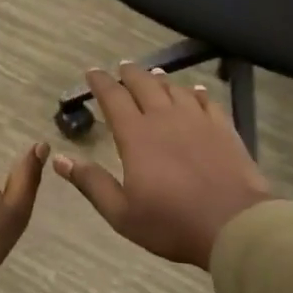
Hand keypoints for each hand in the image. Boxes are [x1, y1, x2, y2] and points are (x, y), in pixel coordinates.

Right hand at [55, 64, 274, 269]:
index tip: (92, 72)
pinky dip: (197, 92)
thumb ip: (91, 183)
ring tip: (153, 75)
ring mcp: (198, 120)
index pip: (114, 98)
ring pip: (175, 89)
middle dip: (129, 73)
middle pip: (144, 84)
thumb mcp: (121, 213)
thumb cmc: (171, 223)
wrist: (234, 225)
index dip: (101, 82)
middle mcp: (165, 118)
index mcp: (136, 136)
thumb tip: (59, 159)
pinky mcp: (223, 129)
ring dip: (160, 80)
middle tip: (121, 67)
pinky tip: (195, 92)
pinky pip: (207, 101)